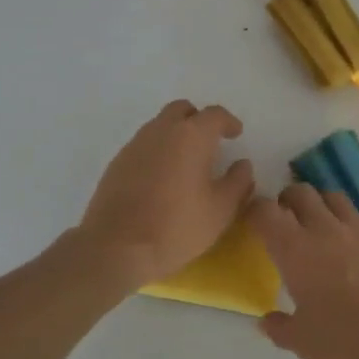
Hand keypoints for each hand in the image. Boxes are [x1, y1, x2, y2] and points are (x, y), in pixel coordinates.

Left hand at [78, 101, 254, 288]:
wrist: (116, 247)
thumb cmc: (177, 226)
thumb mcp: (221, 210)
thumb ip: (238, 182)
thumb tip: (242, 165)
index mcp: (191, 136)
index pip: (214, 115)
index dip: (228, 122)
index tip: (236, 134)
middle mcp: (161, 131)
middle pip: (181, 110)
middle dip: (198, 120)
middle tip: (210, 142)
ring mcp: (134, 145)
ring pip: (159, 126)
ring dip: (175, 135)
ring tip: (186, 163)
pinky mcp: (116, 163)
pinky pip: (143, 146)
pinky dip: (157, 152)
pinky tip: (161, 179)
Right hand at [248, 185, 358, 358]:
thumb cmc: (349, 342)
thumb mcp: (304, 344)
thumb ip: (280, 328)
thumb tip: (266, 320)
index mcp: (296, 250)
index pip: (265, 211)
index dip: (256, 211)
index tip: (256, 222)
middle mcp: (326, 228)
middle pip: (301, 192)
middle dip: (289, 200)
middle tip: (289, 220)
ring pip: (335, 197)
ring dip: (323, 206)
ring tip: (324, 227)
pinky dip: (357, 224)